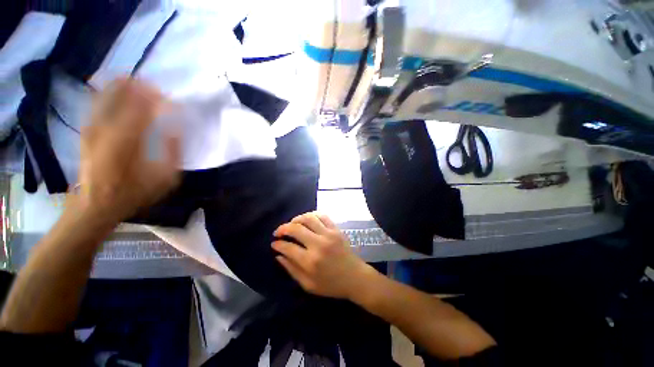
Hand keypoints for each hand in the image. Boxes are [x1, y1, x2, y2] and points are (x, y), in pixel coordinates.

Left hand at [74, 78, 180, 222]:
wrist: (93, 204)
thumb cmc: (132, 193)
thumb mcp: (164, 180)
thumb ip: (173, 153)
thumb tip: (175, 130)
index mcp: (127, 140)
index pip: (144, 106)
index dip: (160, 100)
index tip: (174, 103)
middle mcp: (106, 127)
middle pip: (120, 92)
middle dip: (140, 85)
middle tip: (158, 89)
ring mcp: (93, 125)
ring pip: (107, 92)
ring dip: (126, 86)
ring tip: (143, 86)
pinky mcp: (87, 128)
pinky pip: (99, 101)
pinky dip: (111, 92)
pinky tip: (123, 92)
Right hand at [272, 212, 378, 298]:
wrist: (355, 277)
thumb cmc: (331, 285)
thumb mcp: (308, 285)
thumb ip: (292, 269)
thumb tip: (278, 255)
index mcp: (310, 261)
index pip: (288, 247)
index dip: (278, 244)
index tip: (274, 243)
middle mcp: (318, 244)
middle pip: (296, 228)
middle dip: (283, 228)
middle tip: (279, 232)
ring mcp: (329, 234)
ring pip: (308, 218)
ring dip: (296, 219)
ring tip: (292, 224)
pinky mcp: (336, 229)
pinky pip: (322, 216)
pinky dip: (312, 215)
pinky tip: (307, 219)